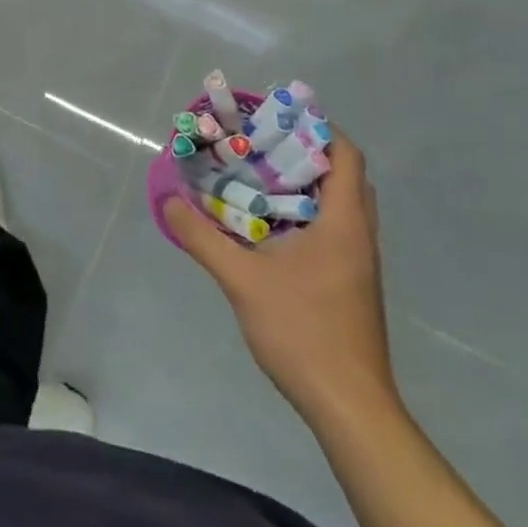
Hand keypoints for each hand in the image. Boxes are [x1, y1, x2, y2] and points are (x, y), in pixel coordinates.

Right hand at [166, 137, 398, 432]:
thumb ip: (202, 237)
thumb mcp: (242, 280)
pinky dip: (304, 214)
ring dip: (304, 185)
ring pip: (339, 204)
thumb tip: (169, 200)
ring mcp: (359, 262)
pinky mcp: (351, 284)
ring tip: (257, 178)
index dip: (316, 128)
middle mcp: (358, 235)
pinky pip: (333, 229)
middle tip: (260, 146)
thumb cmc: (303, 332)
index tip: (274, 120)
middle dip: (304, 153)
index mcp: (344, 223)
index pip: (346, 155)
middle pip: (343, 175)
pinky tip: (267, 228)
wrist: (349, 406)